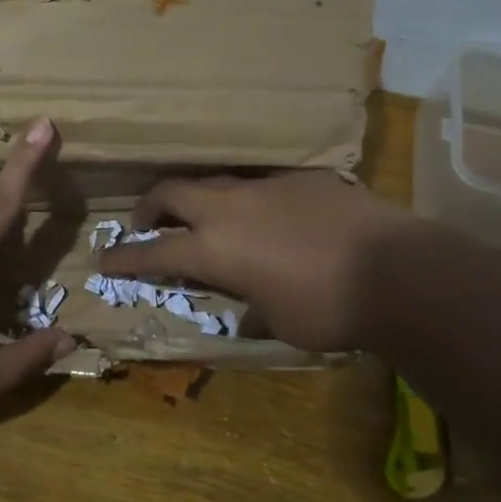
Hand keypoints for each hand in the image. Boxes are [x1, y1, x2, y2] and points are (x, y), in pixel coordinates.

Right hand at [96, 171, 423, 350]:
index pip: (153, 252)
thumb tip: (246, 308)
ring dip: (194, 198)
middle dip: (149, 208)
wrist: (398, 270)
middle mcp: (229, 210)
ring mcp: (264, 187)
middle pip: (170, 193)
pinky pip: (258, 183)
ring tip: (200, 215)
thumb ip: (252, 308)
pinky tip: (266, 215)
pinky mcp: (299, 178)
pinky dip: (245, 199)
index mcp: (215, 250)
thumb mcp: (281, 323)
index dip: (123, 257)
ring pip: (212, 181)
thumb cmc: (331, 310)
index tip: (102, 259)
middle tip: (145, 224)